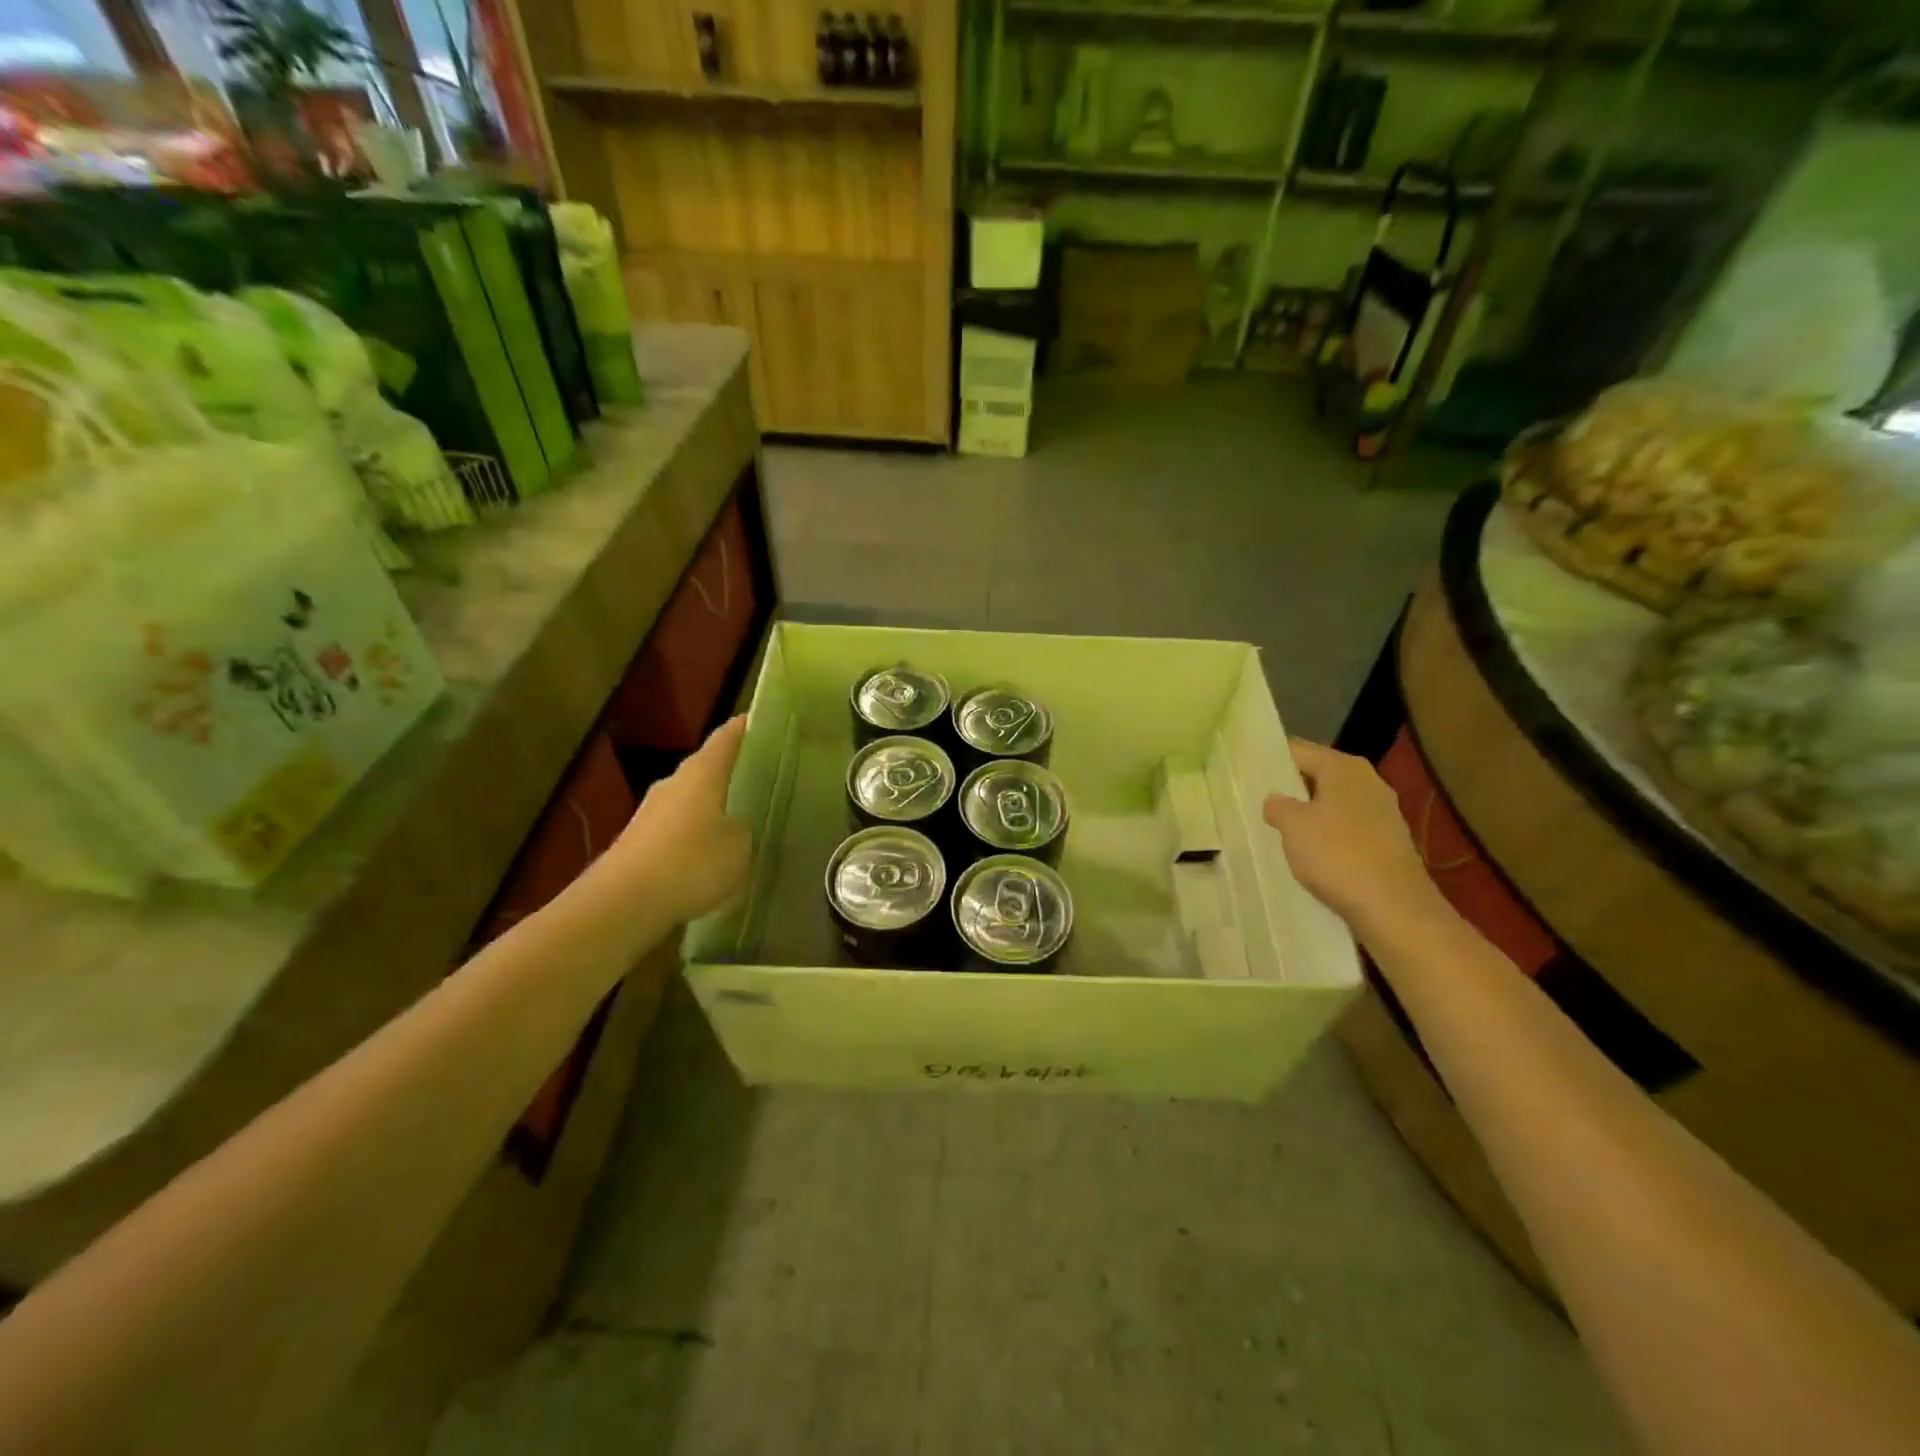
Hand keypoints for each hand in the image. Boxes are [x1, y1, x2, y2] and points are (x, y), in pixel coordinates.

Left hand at [602, 715, 752, 923]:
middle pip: (707, 769)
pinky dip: (696, 840)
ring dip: (713, 810)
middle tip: (763, 781)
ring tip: (742, 826)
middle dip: (732, 774)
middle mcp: (674, 783)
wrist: (623, 903)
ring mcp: (651, 813)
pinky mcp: (639, 843)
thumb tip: (736, 827)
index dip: (747, 727)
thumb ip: (744, 830)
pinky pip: (678, 832)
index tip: (765, 722)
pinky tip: (711, 861)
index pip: (728, 737)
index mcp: (702, 772)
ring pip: (692, 802)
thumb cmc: (691, 862)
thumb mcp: (740, 847)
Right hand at [1262, 739, 1436, 936]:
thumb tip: (1276, 800)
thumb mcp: (1292, 825)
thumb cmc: (1337, 855)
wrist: (1393, 908)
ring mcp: (1382, 813)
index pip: (1298, 750)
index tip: (1246, 773)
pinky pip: (1347, 829)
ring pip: (1332, 803)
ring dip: (1308, 813)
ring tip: (1278, 828)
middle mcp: (1368, 782)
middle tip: (1256, 801)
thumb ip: (1278, 805)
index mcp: (1344, 767)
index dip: (1271, 760)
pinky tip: (1310, 853)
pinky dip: (1327, 836)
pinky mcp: (1387, 842)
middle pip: (1318, 775)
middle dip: (1290, 787)